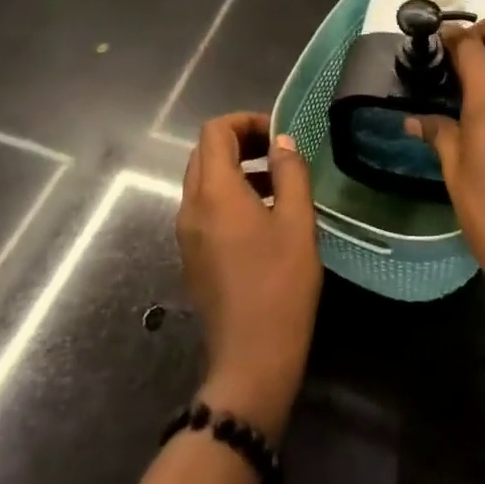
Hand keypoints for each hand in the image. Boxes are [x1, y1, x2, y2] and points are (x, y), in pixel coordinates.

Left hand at [178, 113, 321, 443]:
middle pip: (205, 153)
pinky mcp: (192, 257)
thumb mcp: (297, 221)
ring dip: (235, 169)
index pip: (214, 132)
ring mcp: (186, 235)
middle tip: (278, 153)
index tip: (277, 136)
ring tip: (277, 184)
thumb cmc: (279, 285)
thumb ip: (290, 172)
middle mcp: (190, 207)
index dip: (245, 122)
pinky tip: (263, 218)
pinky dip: (229, 196)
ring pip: (203, 181)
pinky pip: (204, 208)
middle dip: (240, 142)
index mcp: (213, 192)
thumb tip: (282, 142)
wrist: (251, 361)